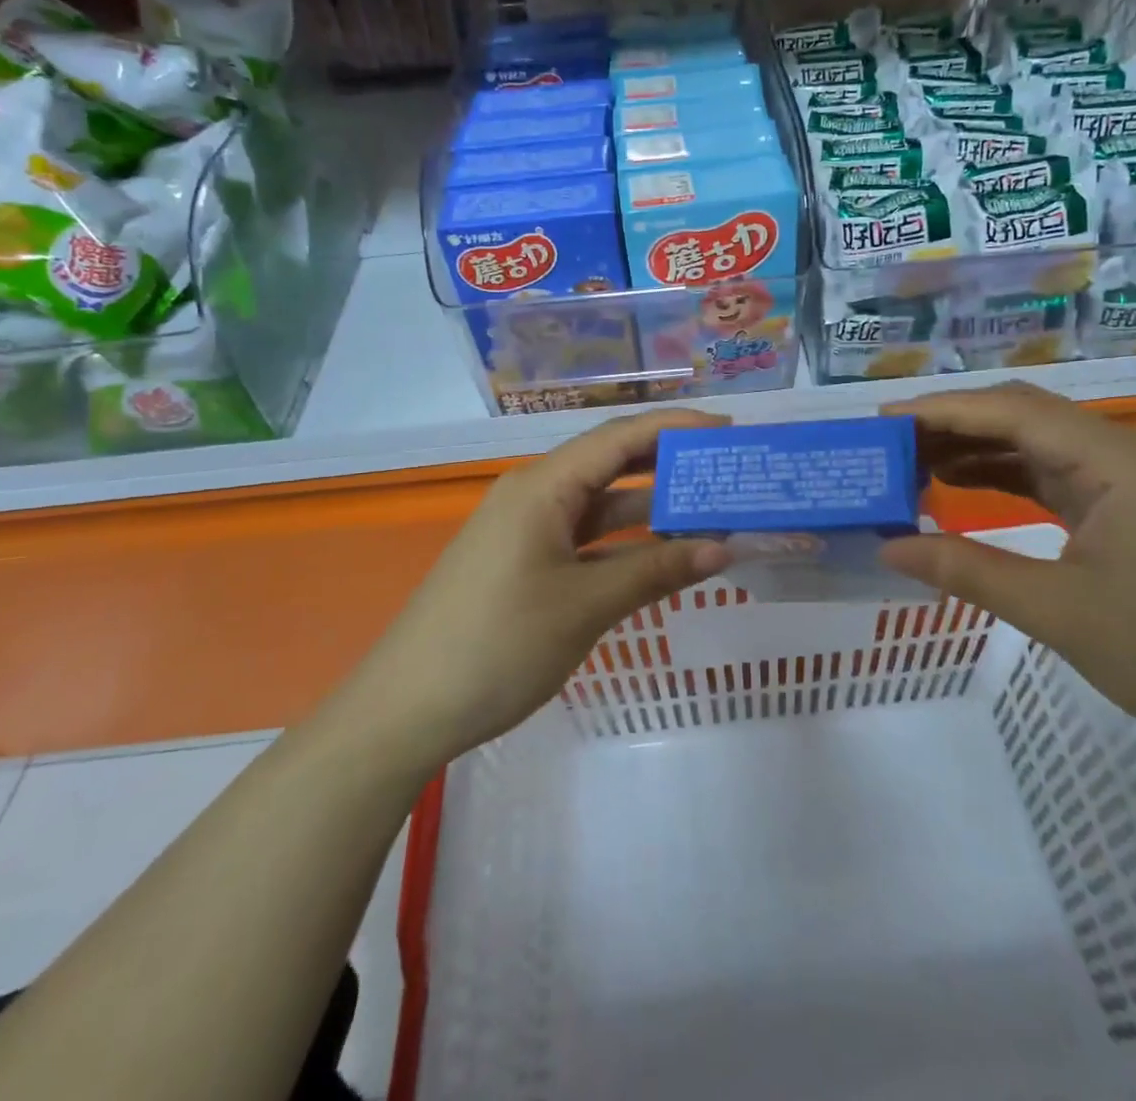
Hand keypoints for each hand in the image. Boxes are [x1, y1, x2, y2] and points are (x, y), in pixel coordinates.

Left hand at [351, 410, 732, 768]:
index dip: (675, 427)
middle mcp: (535, 494)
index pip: (619, 438)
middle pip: (611, 463)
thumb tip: (723, 549)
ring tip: (710, 511)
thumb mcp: (585, 605)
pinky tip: (663, 554)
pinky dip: (624, 542)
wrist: (407, 708)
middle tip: (725, 467)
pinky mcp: (525, 560)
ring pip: (601, 504)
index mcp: (543, 486)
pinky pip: (585, 537)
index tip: (728, 430)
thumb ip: (656, 571)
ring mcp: (527, 529)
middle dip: (668, 463)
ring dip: (651, 508)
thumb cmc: (498, 644)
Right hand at [879, 382, 1135, 762]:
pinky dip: (1006, 477)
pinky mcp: (1130, 509)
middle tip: (890, 443)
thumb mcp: (1056, 612)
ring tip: (912, 463)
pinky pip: (1055, 476)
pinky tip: (961, 486)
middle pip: (1026, 416)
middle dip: (955, 424)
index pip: (1015, 412)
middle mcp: (1126, 454)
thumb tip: (887, 549)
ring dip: (978, 449)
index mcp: (1118, 461)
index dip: (944, 410)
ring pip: (1038, 444)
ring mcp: (1132, 481)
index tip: (884, 420)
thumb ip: (965, 570)